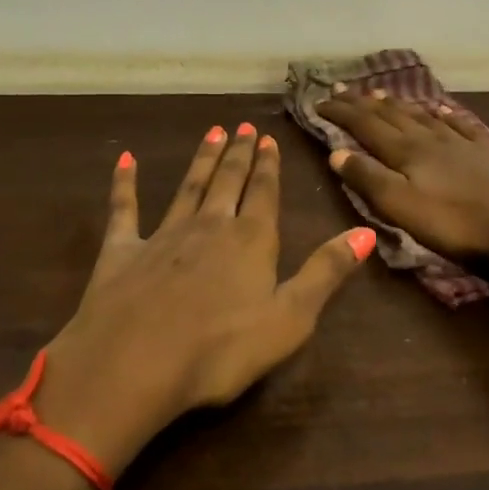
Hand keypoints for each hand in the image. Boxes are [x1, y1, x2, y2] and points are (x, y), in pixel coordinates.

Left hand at [34, 123, 374, 475]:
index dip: (269, 167)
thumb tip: (367, 232)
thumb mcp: (291, 318)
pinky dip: (125, 183)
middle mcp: (209, 226)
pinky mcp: (122, 251)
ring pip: (188, 187)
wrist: (134, 363)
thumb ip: (326, 272)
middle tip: (243, 126)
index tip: (268, 139)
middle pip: (228, 182)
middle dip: (239, 154)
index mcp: (251, 241)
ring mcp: (163, 235)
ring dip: (202, 160)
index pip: (264, 194)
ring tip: (212, 132)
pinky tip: (125, 160)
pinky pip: (124, 208)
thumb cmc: (221, 349)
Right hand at [317, 89, 488, 275]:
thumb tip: (335, 152)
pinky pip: (459, 124)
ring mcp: (461, 142)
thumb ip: (369, 179)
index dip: (341, 113)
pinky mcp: (488, 151)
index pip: (365, 126)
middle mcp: (430, 139)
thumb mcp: (402, 208)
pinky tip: (439, 109)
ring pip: (422, 116)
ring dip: (397, 104)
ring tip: (379, 94)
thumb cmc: (457, 224)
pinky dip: (442, 114)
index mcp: (407, 152)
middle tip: (342, 88)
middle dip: (363, 103)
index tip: (319, 101)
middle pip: (391, 115)